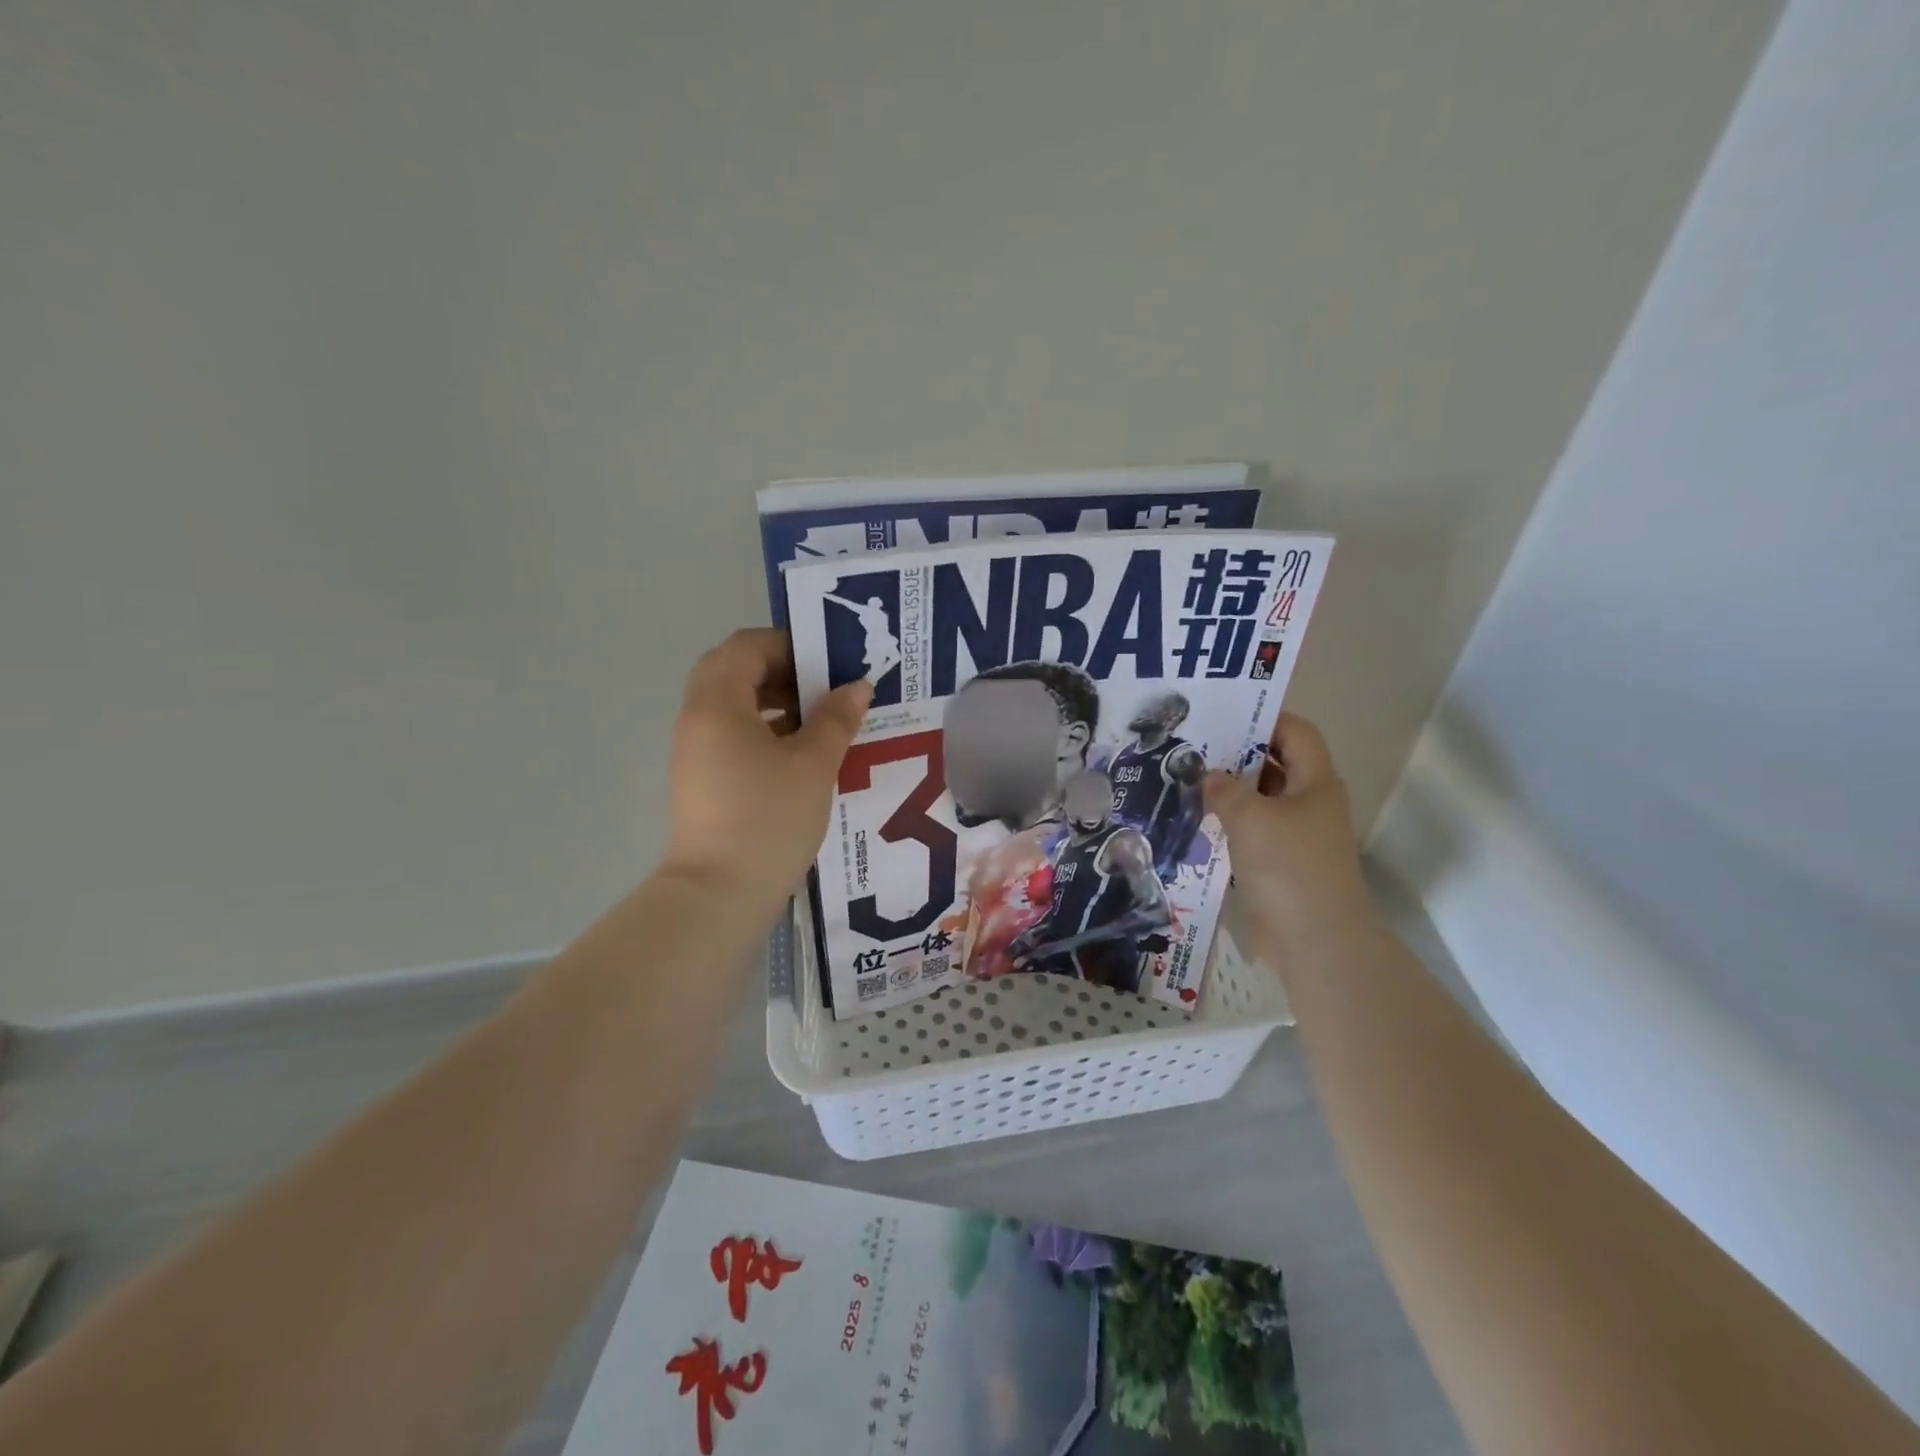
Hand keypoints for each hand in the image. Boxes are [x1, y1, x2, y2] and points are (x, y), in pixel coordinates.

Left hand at [659, 629, 871, 908]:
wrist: (719, 894)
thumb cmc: (768, 818)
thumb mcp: (813, 764)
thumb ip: (836, 719)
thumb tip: (857, 686)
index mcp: (718, 702)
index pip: (747, 646)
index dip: (790, 645)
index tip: (830, 662)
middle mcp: (697, 718)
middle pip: (735, 671)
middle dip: (783, 672)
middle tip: (826, 687)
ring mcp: (695, 751)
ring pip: (734, 705)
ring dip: (775, 702)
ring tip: (821, 720)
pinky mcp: (702, 779)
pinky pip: (732, 735)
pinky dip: (764, 730)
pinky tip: (801, 753)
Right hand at [1204, 714, 1376, 961]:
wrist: (1315, 940)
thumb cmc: (1289, 867)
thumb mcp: (1251, 817)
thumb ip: (1225, 789)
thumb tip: (1209, 776)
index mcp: (1315, 782)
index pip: (1295, 732)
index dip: (1263, 718)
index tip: (1221, 716)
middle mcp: (1309, 803)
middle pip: (1275, 764)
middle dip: (1237, 755)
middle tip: (1193, 747)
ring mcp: (1296, 835)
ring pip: (1260, 800)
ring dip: (1229, 791)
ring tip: (1186, 780)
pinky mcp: (1280, 863)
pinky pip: (1251, 830)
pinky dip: (1228, 823)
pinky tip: (1196, 821)